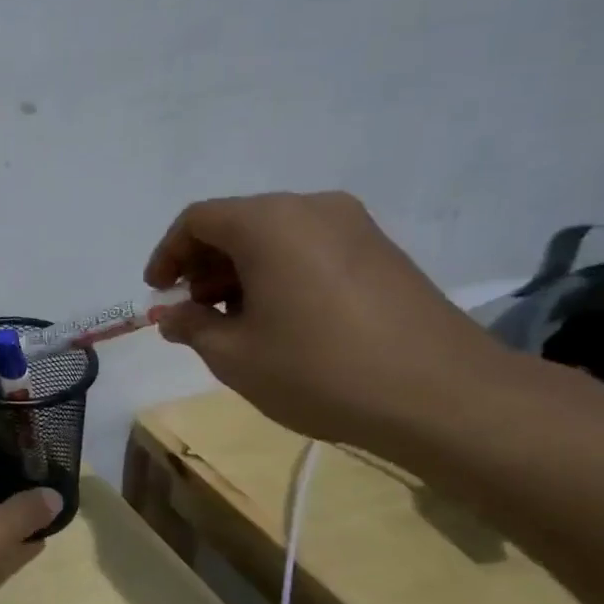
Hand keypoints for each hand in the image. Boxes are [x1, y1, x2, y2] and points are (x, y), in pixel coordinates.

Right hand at [144, 191, 509, 445]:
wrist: (444, 396)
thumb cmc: (320, 369)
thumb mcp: (234, 356)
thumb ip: (192, 327)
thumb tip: (173, 315)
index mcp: (268, 223)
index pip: (198, 220)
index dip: (168, 254)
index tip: (158, 292)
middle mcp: (311, 208)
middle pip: (237, 222)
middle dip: (204, 265)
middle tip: (193, 311)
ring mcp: (354, 227)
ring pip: (275, 236)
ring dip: (241, 271)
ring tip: (234, 321)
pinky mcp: (382, 251)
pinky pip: (310, 248)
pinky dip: (279, 273)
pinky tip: (280, 319)